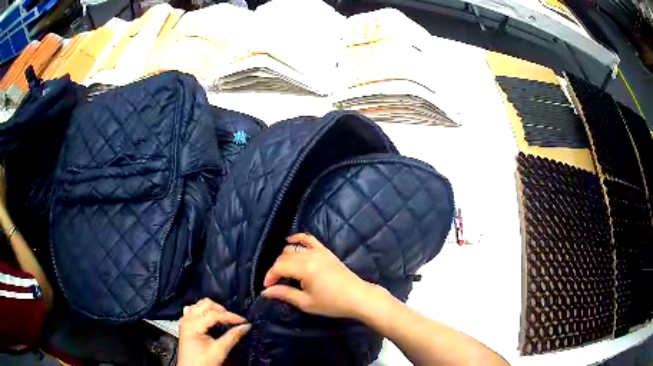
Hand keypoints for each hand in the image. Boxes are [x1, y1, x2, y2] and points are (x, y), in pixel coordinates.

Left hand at [178, 298, 250, 365]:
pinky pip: (193, 311)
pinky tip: (209, 319)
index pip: (214, 314)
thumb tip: (246, 326)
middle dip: (221, 310)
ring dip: (212, 309)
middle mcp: (187, 319)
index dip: (230, 316)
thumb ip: (232, 337)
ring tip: (223, 319)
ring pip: (199, 305)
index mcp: (193, 325)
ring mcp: (184, 320)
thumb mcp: (219, 351)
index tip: (244, 321)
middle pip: (205, 304)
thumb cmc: (204, 362)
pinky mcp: (185, 324)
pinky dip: (203, 312)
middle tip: (233, 321)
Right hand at [261, 233, 379, 319]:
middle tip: (275, 283)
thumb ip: (285, 294)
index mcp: (304, 268)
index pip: (279, 267)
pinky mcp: (326, 251)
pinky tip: (289, 241)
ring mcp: (319, 251)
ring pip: (293, 248)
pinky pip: (309, 239)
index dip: (270, 276)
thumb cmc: (332, 303)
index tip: (267, 287)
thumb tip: (266, 291)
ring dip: (284, 258)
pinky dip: (298, 238)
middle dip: (276, 269)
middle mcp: (310, 256)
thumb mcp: (306, 303)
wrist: (358, 297)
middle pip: (284, 257)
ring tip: (283, 271)